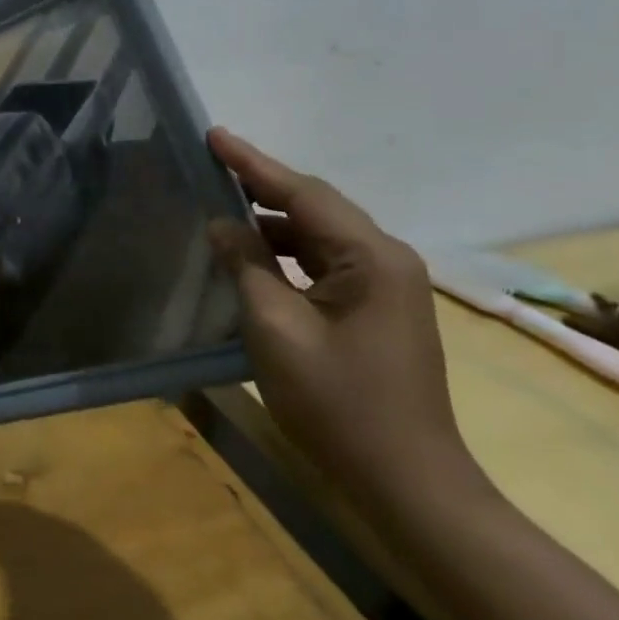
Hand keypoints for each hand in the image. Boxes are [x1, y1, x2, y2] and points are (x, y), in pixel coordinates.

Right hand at [206, 128, 484, 516]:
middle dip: (262, 184)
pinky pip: (326, 262)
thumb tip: (221, 224)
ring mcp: (388, 286)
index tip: (213, 135)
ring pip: (320, 234)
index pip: (302, 193)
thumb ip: (246, 264)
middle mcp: (388, 260)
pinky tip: (254, 254)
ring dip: (272, 220)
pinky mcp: (378, 310)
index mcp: (372, 258)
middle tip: (212, 163)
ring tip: (222, 205)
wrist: (407, 484)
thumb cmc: (338, 404)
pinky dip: (287, 251)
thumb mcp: (276, 328)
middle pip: (316, 206)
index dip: (252, 163)